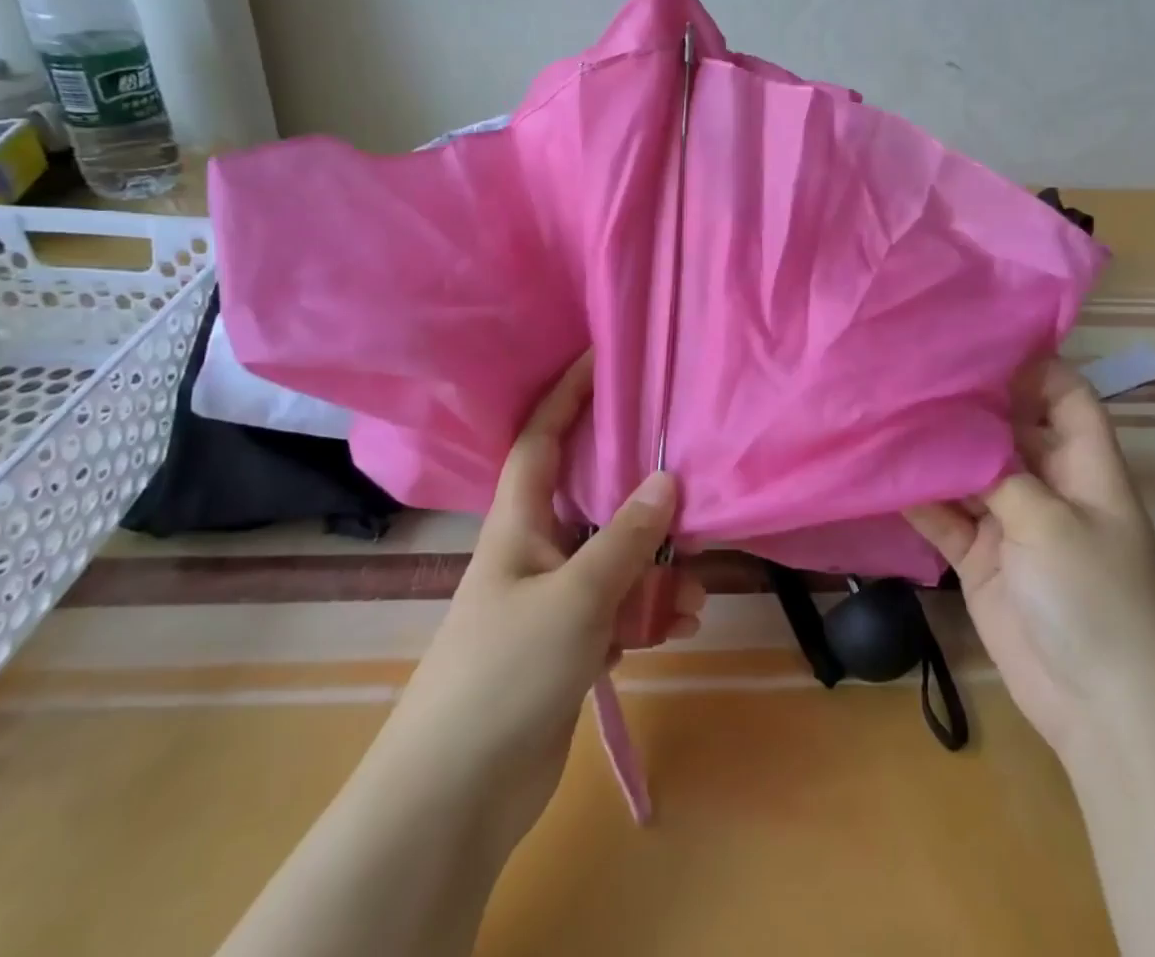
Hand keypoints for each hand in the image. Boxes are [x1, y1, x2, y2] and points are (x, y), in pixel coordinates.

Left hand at [375, 349, 706, 856]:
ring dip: (655, 568)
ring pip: (613, 560)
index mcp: (517, 524)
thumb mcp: (575, 597)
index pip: (540, 439)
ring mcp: (551, 601)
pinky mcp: (567, 646)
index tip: (600, 356)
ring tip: (697, 584)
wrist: (457, 797)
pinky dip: (649, 612)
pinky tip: (683, 625)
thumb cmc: (506, 672)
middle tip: (685, 469)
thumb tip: (668, 480)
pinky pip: (618, 610)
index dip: (566, 395)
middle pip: (590, 498)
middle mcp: (534, 552)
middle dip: (636, 487)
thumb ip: (625, 538)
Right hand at [906, 356, 1154, 759]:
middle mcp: (1048, 485)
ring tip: (887, 410)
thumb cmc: (1095, 600)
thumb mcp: (1050, 522)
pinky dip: (920, 499)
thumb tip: (953, 428)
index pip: (1065, 395)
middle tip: (911, 369)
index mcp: (1085, 467)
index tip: (975, 337)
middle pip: (1008, 428)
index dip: (1031, 364)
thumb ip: (997, 471)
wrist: (1103, 711)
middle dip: (967, 403)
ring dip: (936, 451)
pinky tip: (882, 473)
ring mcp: (1013, 523)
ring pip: (969, 471)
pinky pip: (946, 517)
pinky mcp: (982, 559)